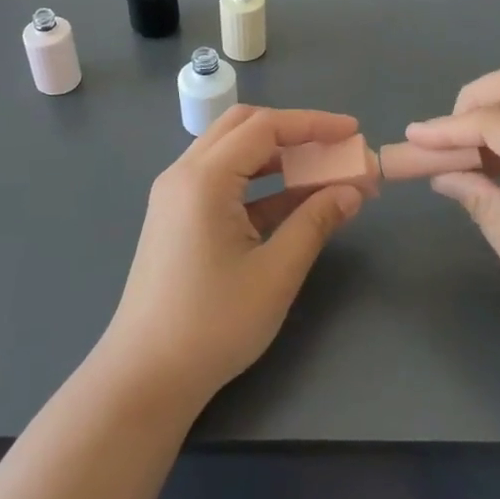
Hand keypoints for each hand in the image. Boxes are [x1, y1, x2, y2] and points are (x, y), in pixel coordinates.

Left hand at [100, 105, 365, 407]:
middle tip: (335, 148)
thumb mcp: (275, 273)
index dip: (313, 123)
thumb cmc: (213, 324)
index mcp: (204, 179)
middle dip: (292, 132)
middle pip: (242, 127)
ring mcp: (175, 195)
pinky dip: (256, 182)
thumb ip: (315, 222)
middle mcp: (183, 174)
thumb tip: (352, 191)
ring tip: (322, 172)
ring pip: (230, 152)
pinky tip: (292, 201)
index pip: (265, 127)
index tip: (353, 131)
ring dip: (275, 156)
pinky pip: (220, 180)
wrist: (146, 375)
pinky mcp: (176, 217)